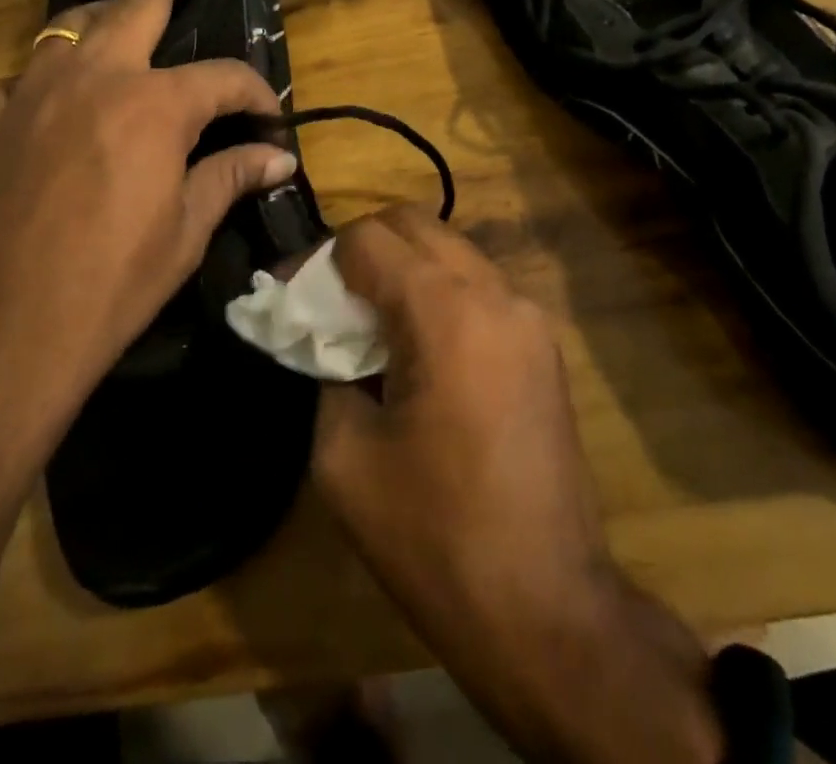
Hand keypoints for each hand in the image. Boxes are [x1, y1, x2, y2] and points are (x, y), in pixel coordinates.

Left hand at [0, 0, 296, 471]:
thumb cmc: (108, 286)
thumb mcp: (184, 233)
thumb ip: (231, 178)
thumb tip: (279, 157)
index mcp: (153, 104)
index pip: (224, 78)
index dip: (256, 92)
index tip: (271, 117)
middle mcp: (93, 78)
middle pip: (135, 1)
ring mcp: (31, 95)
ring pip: (66, 27)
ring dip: (99, 16)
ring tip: (118, 18)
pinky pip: (14, 81)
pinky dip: (39, 81)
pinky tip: (49, 105)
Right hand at [312, 207, 612, 631]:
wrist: (547, 610)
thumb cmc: (435, 537)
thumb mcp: (345, 458)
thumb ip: (326, 373)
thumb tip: (329, 341)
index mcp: (444, 312)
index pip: (367, 239)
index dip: (317, 258)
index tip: (287, 293)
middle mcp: (494, 293)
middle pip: (413, 224)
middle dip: (360, 247)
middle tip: (327, 296)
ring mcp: (528, 316)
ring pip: (450, 250)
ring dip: (402, 266)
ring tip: (368, 319)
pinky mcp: (543, 344)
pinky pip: (478, 287)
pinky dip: (437, 291)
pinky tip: (416, 345)